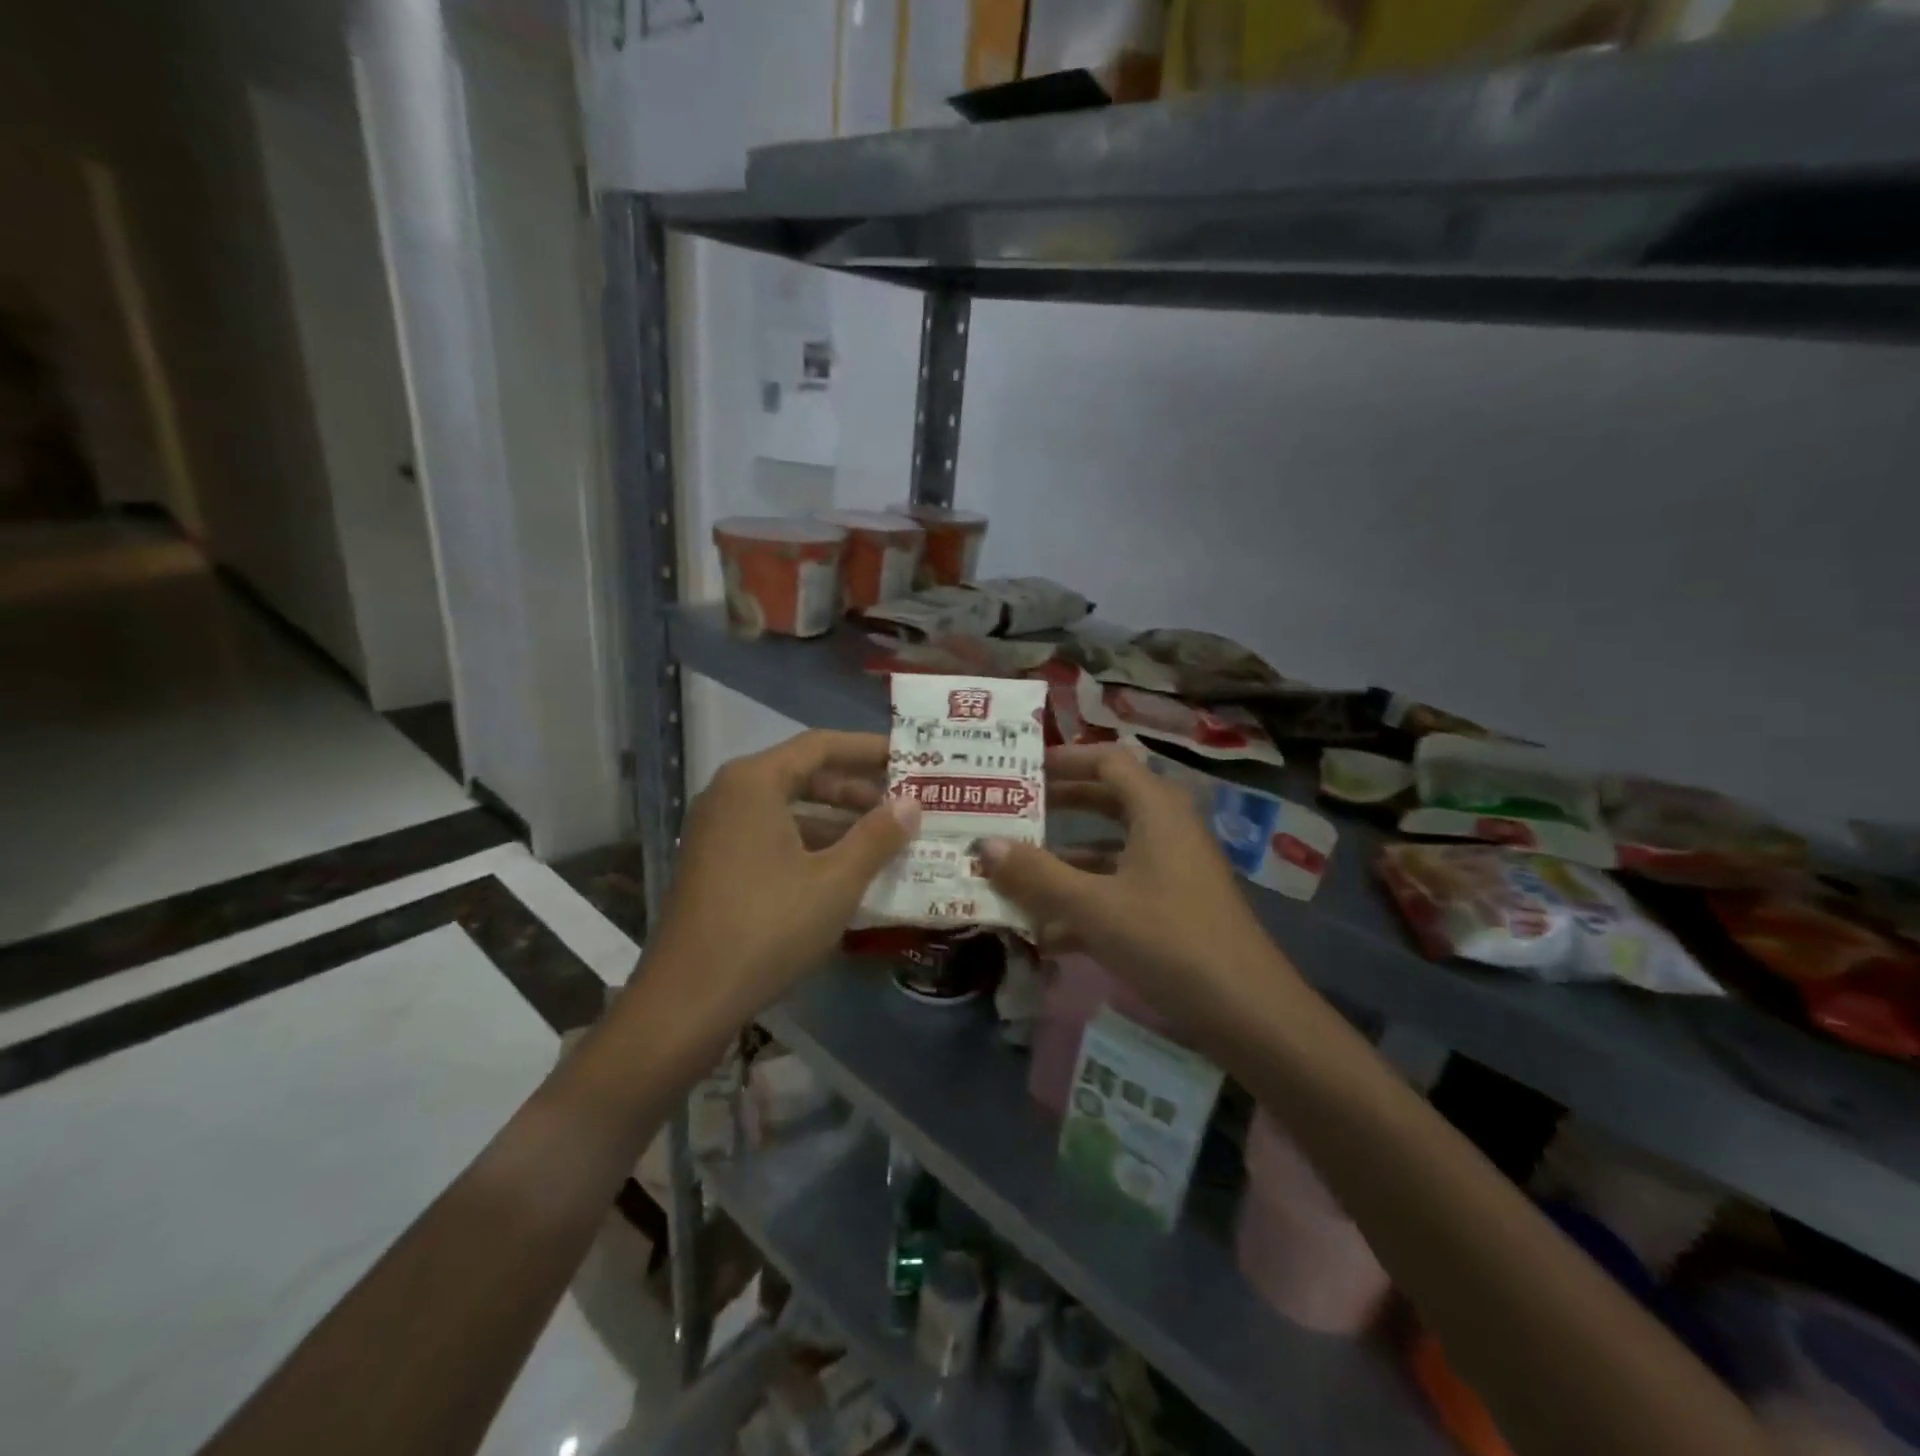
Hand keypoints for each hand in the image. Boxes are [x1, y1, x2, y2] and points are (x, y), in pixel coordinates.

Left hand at [641, 731, 918, 1028]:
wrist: (688, 999)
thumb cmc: (768, 927)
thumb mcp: (835, 881)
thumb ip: (877, 836)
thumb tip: (913, 803)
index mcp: (754, 782)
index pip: (820, 745)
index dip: (868, 749)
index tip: (908, 757)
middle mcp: (730, 794)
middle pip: (802, 774)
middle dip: (855, 788)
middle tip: (903, 802)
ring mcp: (717, 830)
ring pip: (788, 808)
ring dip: (836, 819)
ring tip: (884, 837)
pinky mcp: (715, 862)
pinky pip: (771, 835)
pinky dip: (810, 842)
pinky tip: (845, 868)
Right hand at [980, 745, 1296, 1040]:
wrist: (1248, 1012)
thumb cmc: (1169, 941)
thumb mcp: (1094, 906)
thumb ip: (1036, 874)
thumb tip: (984, 844)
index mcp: (1156, 809)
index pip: (1107, 761)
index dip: (1064, 758)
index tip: (1022, 768)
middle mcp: (1168, 829)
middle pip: (1108, 800)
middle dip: (1059, 806)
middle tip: (1013, 811)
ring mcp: (1174, 869)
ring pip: (1111, 849)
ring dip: (1066, 859)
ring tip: (1015, 872)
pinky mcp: (1174, 906)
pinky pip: (1121, 887)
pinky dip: (1086, 898)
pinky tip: (1047, 933)